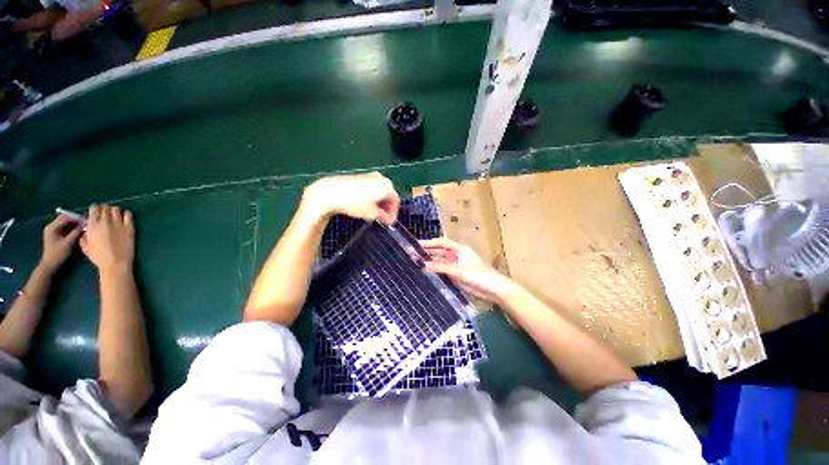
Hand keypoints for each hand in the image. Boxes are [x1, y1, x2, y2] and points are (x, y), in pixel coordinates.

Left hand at [39, 215, 82, 271]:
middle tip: (85, 224)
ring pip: (64, 223)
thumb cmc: (58, 254)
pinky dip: (70, 228)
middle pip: (64, 219)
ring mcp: (52, 230)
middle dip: (75, 220)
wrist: (50, 264)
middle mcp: (51, 226)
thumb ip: (76, 232)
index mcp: (52, 227)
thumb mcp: (69, 243)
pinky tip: (76, 232)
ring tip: (82, 228)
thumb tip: (85, 224)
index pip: (66, 217)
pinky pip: (64, 227)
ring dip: (73, 224)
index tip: (87, 221)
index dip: (77, 218)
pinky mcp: (54, 234)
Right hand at [80, 205, 134, 274]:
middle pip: (106, 207)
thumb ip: (84, 235)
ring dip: (115, 211)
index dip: (96, 209)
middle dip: (105, 209)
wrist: (115, 263)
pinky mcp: (129, 227)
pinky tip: (124, 218)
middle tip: (106, 215)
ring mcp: (118, 224)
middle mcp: (105, 221)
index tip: (97, 213)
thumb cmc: (99, 257)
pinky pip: (128, 215)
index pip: (94, 208)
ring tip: (114, 216)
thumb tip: (87, 229)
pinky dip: (126, 214)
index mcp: (92, 225)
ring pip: (116, 209)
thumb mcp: (86, 246)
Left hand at [301, 172, 399, 224]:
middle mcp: (381, 179)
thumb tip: (388, 220)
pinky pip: (374, 188)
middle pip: (389, 195)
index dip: (394, 213)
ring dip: (381, 203)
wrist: (331, 192)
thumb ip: (383, 217)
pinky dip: (374, 197)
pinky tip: (368, 205)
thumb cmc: (354, 203)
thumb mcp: (371, 213)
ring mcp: (371, 176)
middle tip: (384, 219)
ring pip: (381, 191)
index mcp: (386, 186)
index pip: (396, 201)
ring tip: (376, 214)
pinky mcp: (362, 177)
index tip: (390, 222)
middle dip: (388, 208)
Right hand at [421, 238, 514, 304]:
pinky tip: (426, 273)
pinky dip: (435, 271)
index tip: (417, 244)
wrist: (493, 289)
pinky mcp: (456, 275)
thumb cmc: (478, 275)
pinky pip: (443, 271)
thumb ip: (441, 267)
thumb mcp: (458, 270)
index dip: (429, 243)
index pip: (441, 243)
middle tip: (413, 255)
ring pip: (440, 262)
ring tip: (416, 263)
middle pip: (439, 252)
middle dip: (427, 253)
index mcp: (459, 249)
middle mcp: (456, 255)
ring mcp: (456, 265)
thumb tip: (423, 265)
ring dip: (430, 262)